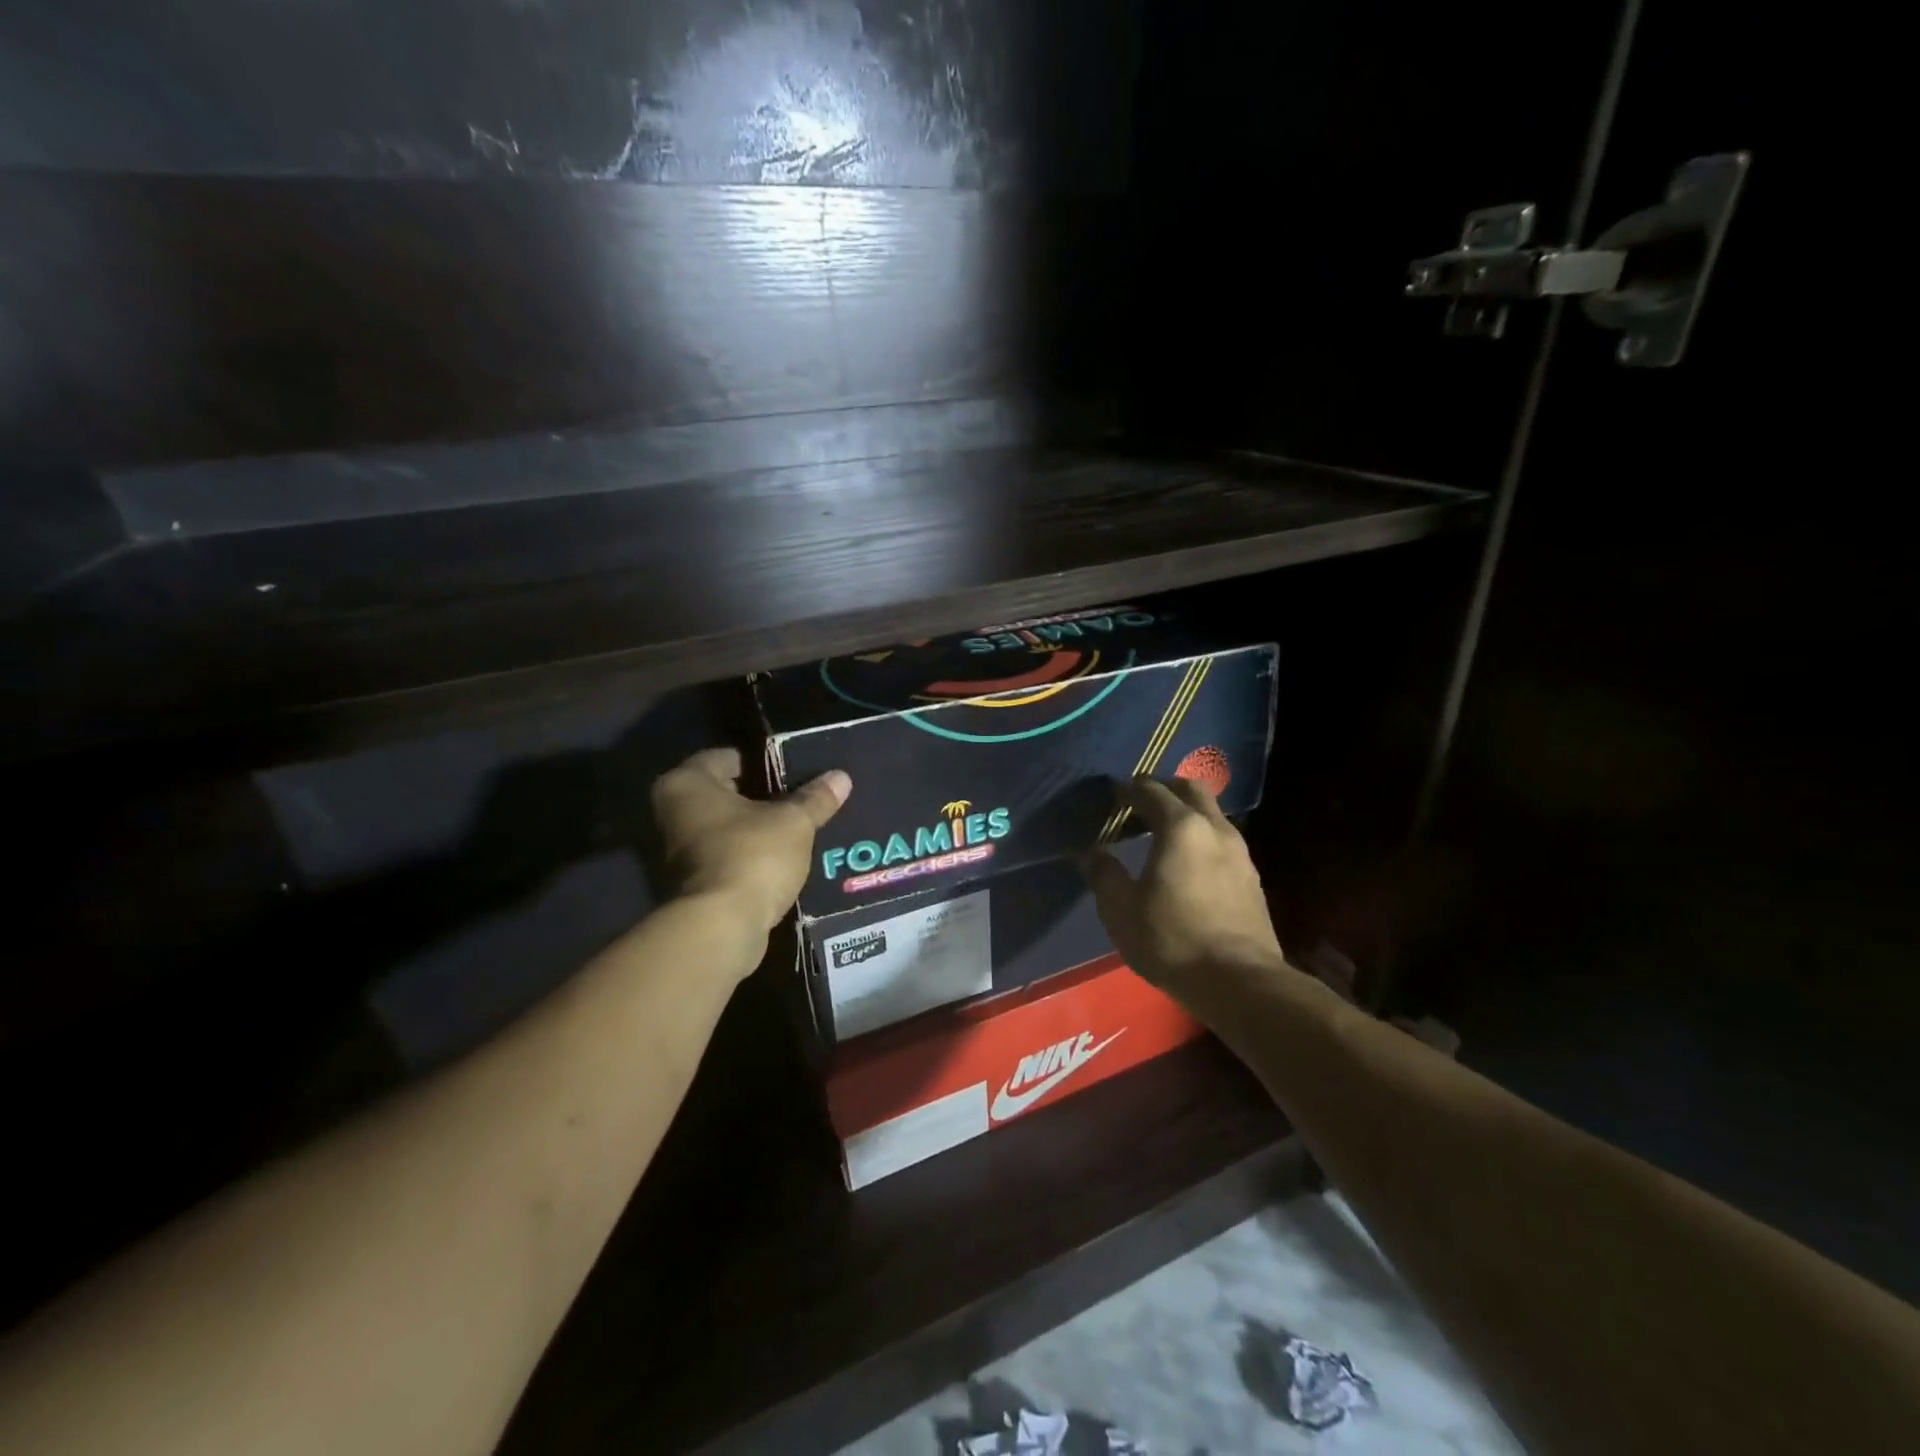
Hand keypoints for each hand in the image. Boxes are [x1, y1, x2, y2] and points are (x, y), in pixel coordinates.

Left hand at [649, 748, 849, 938]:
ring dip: (758, 829)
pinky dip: (751, 856)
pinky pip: (727, 856)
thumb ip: (816, 798)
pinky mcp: (691, 882)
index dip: (767, 763)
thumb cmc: (751, 856)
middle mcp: (672, 811)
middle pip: (727, 793)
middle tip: (804, 800)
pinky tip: (784, 858)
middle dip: (764, 798)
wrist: (721, 928)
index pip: (730, 757)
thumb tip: (841, 776)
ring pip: (727, 827)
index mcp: (686, 782)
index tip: (798, 773)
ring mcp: (677, 850)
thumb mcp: (794, 822)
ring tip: (800, 828)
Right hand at [1084, 777, 1286, 994]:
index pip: (1150, 790)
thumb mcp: (1121, 910)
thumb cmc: (1172, 940)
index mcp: (1180, 828)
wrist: (1240, 983)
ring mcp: (1240, 852)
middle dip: (1163, 788)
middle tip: (1138, 804)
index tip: (1110, 796)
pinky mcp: (1251, 877)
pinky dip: (1200, 836)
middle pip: (1189, 789)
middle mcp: (1215, 829)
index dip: (1127, 789)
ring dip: (1184, 812)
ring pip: (1211, 813)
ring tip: (1160, 834)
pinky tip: (1186, 863)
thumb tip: (1088, 853)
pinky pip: (1221, 839)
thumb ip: (1103, 874)